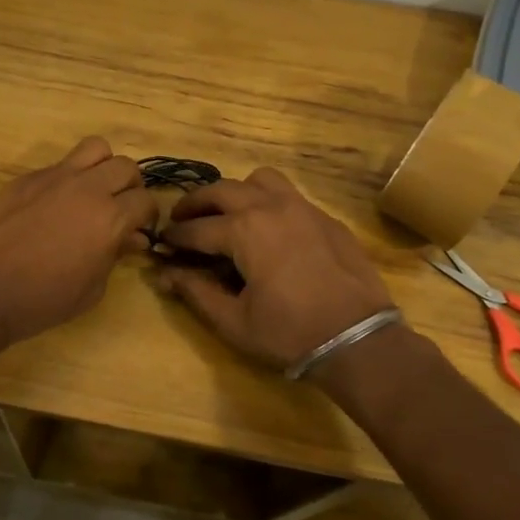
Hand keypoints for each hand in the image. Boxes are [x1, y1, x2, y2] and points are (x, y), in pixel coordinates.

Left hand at [0, 137, 154, 347]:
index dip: (146, 216)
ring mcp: (55, 177)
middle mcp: (88, 188)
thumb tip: (131, 238)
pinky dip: (67, 178)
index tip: (138, 230)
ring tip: (91, 192)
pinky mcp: (27, 178)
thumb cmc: (41, 301)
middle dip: (129, 187)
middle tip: (117, 209)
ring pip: (95, 148)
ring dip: (102, 167)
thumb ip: (115, 256)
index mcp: (110, 218)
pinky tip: (53, 205)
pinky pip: (59, 165)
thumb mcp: (91, 289)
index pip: (146, 200)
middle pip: (126, 167)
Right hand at [156, 168, 394, 369]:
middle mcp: (270, 207)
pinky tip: (269, 230)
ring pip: (260, 180)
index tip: (161, 242)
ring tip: (228, 213)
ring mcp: (302, 208)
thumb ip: (196, 293)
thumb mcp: (234, 321)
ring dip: (237, 192)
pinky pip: (289, 195)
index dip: (175, 236)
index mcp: (244, 230)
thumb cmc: (289, 333)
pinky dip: (269, 202)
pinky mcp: (326, 218)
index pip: (197, 228)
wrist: (358, 339)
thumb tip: (166, 275)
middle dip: (196, 203)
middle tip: (182, 219)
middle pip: (222, 190)